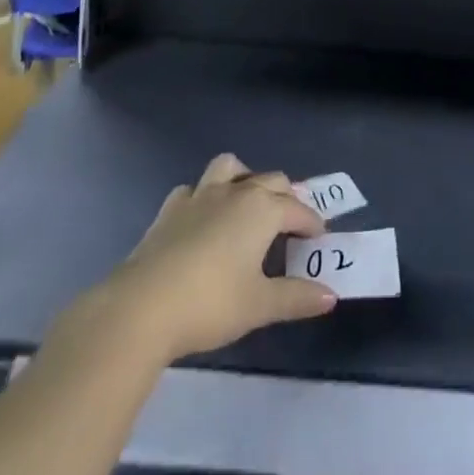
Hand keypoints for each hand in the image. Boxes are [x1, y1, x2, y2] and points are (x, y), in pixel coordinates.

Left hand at [77, 154, 337, 367]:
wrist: (143, 307)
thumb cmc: (210, 304)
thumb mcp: (259, 306)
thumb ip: (296, 298)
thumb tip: (330, 296)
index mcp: (262, 210)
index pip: (297, 209)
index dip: (312, 223)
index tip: (319, 239)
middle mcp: (235, 192)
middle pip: (270, 180)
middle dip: (285, 198)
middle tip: (290, 225)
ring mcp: (200, 195)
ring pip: (230, 168)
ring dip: (244, 178)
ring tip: (247, 203)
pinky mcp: (170, 209)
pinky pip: (194, 189)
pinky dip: (204, 197)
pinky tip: (202, 218)